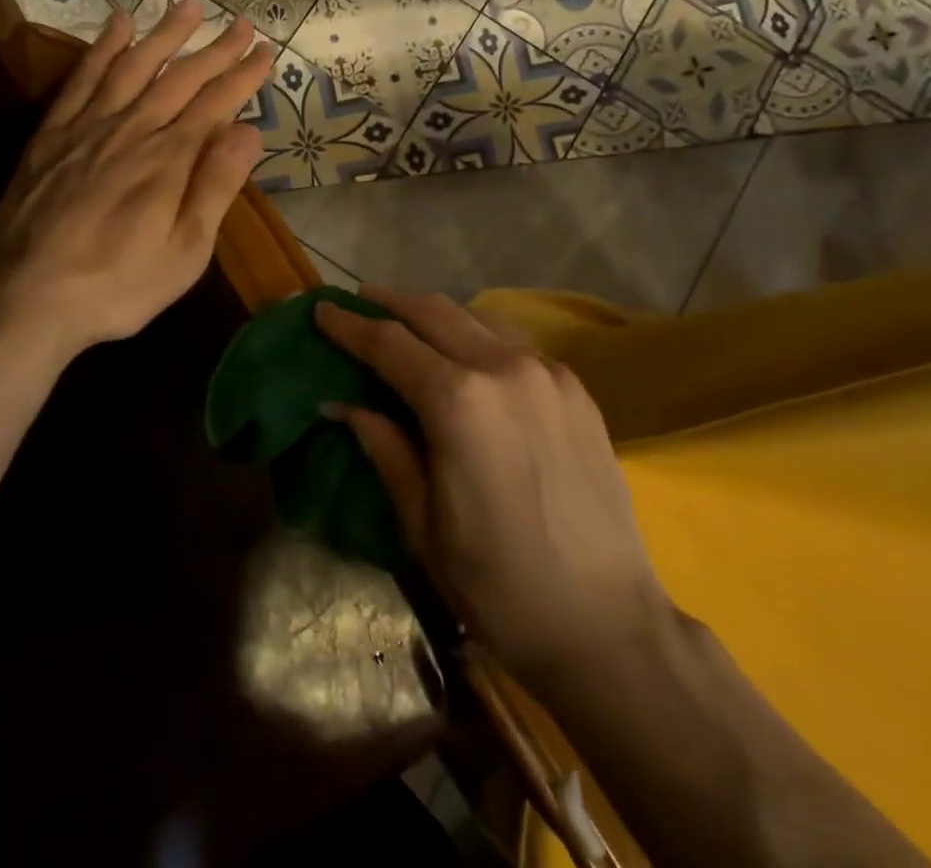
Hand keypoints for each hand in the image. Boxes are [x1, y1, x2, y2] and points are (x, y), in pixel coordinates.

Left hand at [0, 0, 272, 361]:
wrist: (26, 297)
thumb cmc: (117, 285)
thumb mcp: (184, 252)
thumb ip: (216, 187)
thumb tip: (248, 131)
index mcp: (169, 159)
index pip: (216, 103)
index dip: (243, 75)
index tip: (265, 50)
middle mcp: (132, 130)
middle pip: (180, 78)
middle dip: (215, 48)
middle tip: (241, 22)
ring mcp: (87, 127)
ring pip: (133, 66)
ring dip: (163, 34)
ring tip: (186, 5)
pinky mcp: (52, 134)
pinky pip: (82, 79)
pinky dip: (102, 49)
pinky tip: (117, 26)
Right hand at [315, 287, 666, 686]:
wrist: (608, 626)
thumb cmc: (499, 584)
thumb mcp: (421, 523)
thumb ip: (383, 446)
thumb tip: (341, 402)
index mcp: (458, 401)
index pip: (388, 343)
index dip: (349, 325)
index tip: (322, 309)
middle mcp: (503, 368)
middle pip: (432, 312)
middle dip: (389, 304)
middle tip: (358, 304)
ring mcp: (547, 372)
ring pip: (475, 318)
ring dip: (433, 315)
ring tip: (406, 324)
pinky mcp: (576, 387)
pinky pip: (512, 342)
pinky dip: (476, 335)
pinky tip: (465, 355)